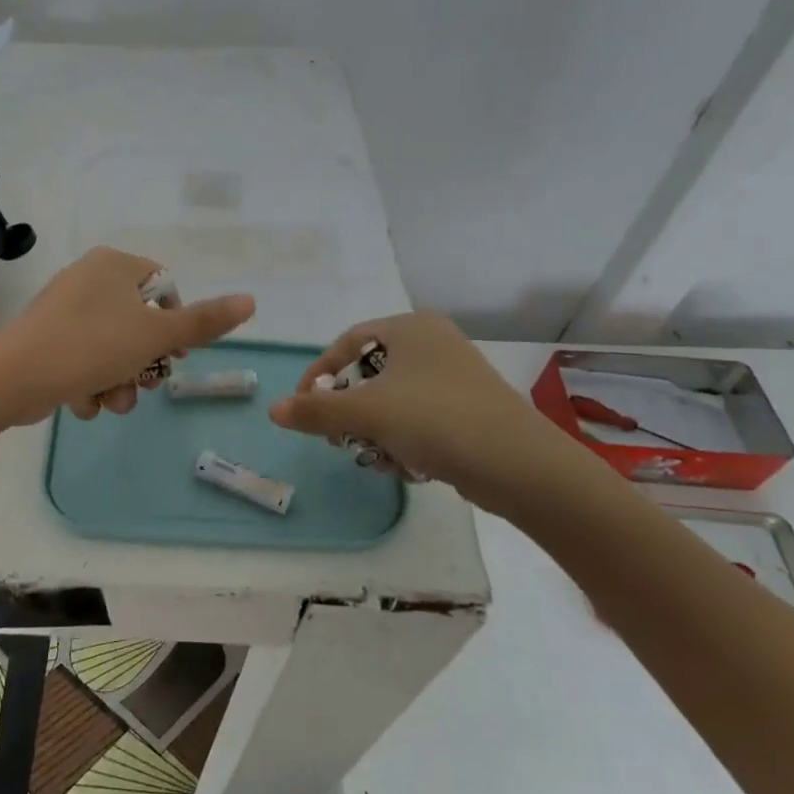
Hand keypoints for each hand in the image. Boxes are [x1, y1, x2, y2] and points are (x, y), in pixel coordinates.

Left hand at [0, 248, 255, 426]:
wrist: (13, 378)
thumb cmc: (91, 346)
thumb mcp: (154, 335)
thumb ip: (203, 322)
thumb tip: (251, 300)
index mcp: (114, 265)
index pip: (165, 288)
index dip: (176, 325)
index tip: (175, 355)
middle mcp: (88, 280)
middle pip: (139, 324)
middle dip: (144, 364)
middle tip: (144, 385)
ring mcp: (64, 311)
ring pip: (112, 349)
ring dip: (119, 382)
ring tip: (110, 401)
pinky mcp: (47, 341)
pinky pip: (84, 361)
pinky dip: (90, 385)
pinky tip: (82, 402)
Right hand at [267, 312, 591, 512]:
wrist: (520, 465)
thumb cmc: (436, 420)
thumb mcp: (366, 412)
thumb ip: (315, 410)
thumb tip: (273, 410)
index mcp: (410, 327)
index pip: (346, 343)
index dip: (317, 375)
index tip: (303, 408)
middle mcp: (434, 342)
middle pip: (368, 373)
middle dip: (349, 409)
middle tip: (338, 437)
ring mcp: (455, 376)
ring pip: (393, 400)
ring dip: (374, 430)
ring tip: (376, 456)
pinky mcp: (469, 409)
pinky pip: (419, 418)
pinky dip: (404, 439)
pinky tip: (407, 465)